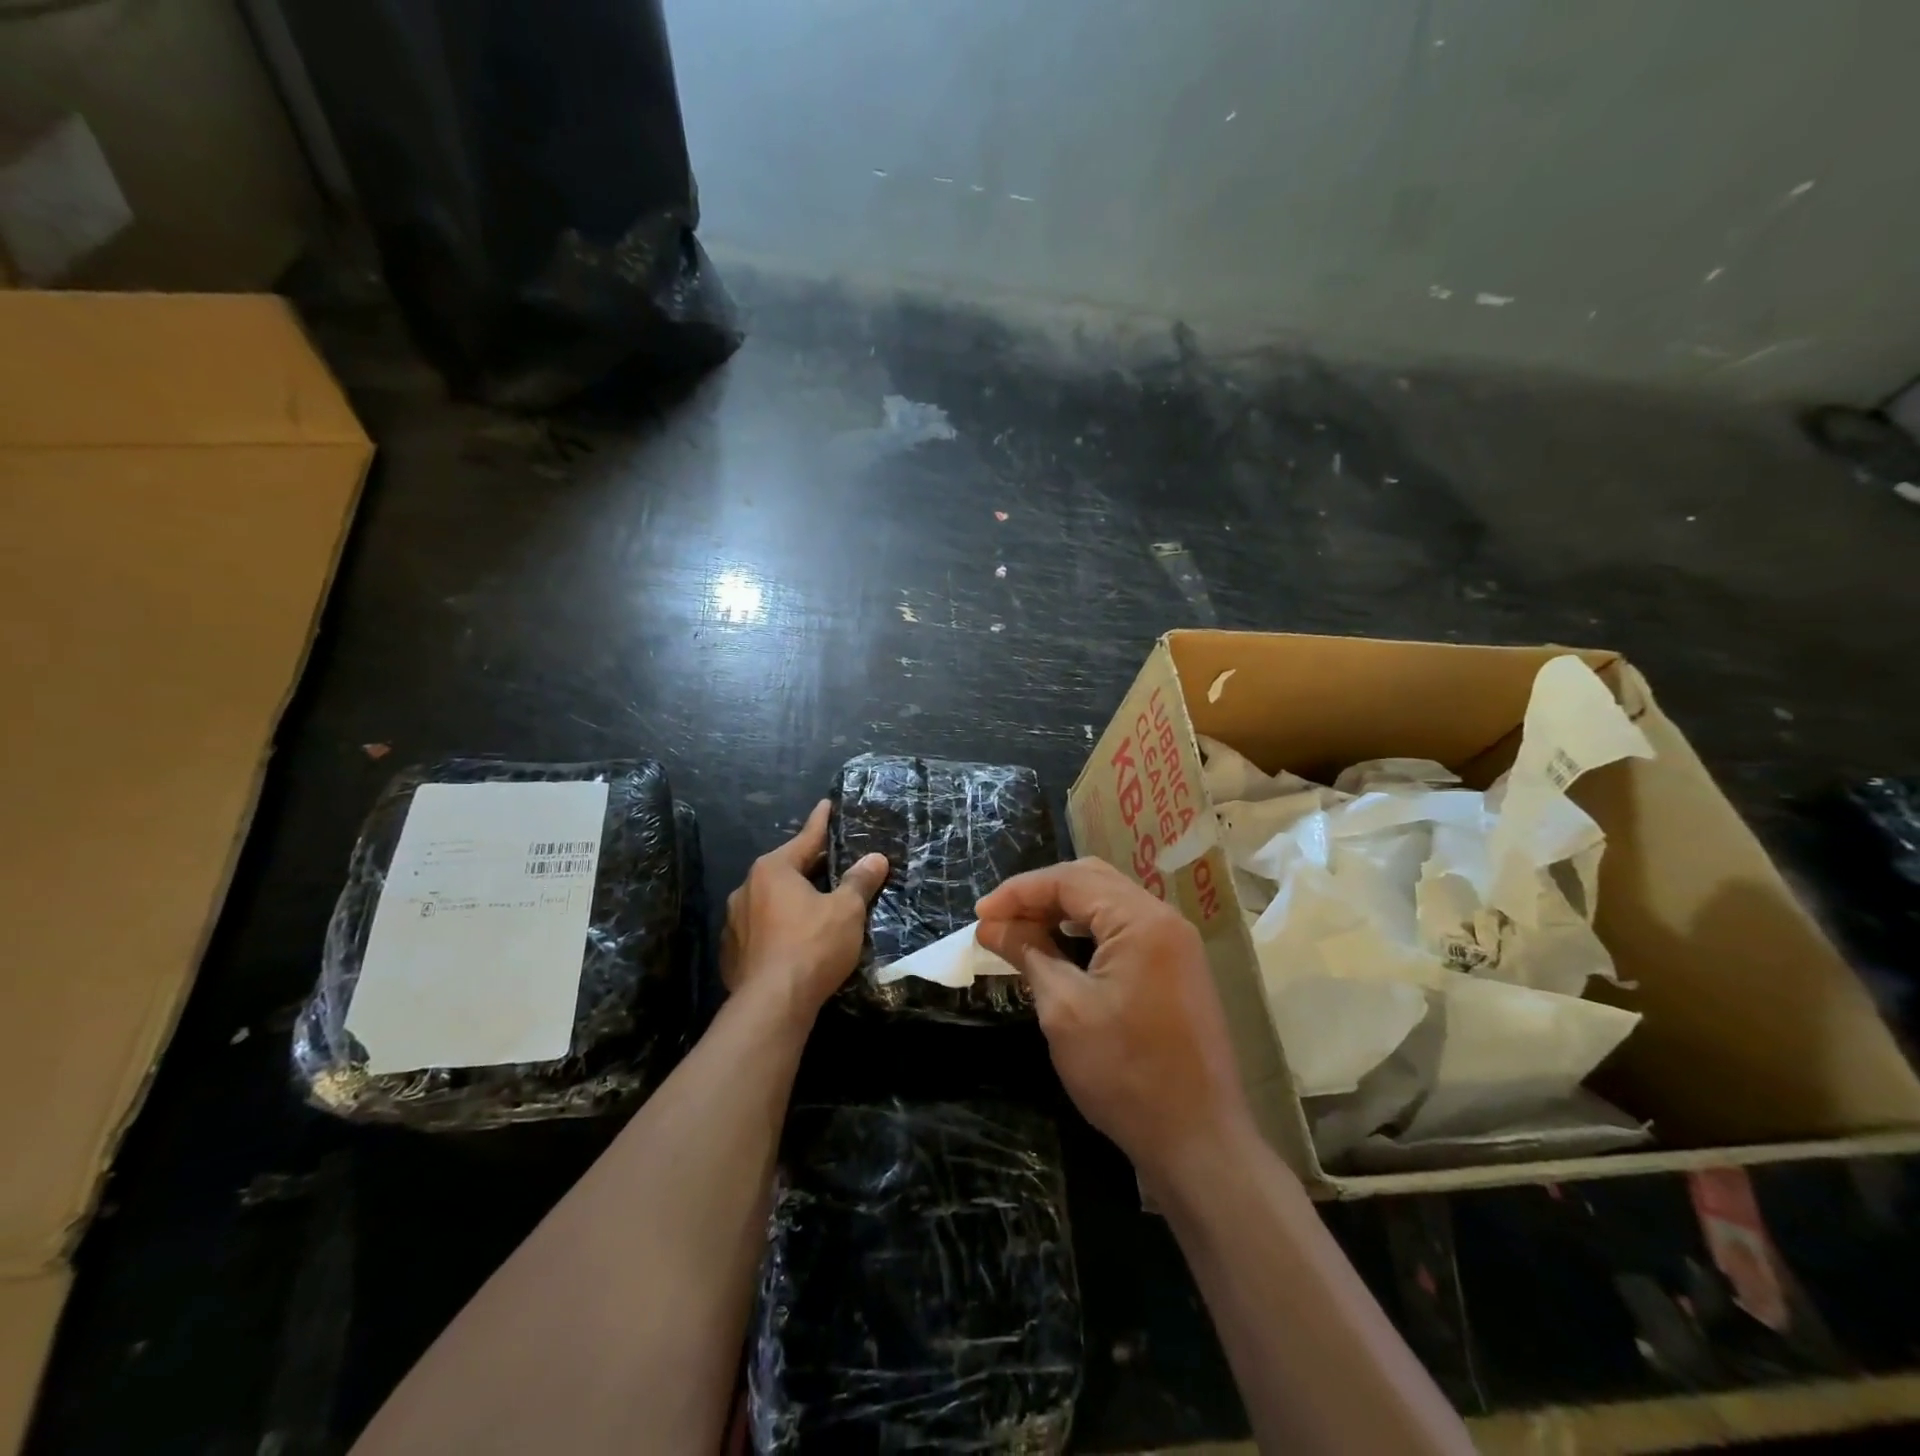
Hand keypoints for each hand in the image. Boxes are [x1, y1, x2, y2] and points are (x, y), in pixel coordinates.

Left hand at [721, 800, 889, 1025]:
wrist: (772, 1005)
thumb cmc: (812, 946)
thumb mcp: (846, 910)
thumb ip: (860, 881)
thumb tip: (876, 858)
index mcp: (773, 870)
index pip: (805, 838)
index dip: (821, 822)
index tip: (827, 805)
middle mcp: (746, 888)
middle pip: (786, 869)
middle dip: (810, 866)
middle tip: (834, 862)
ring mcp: (734, 922)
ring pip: (770, 901)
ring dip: (792, 899)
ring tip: (815, 904)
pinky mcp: (732, 953)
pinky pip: (760, 929)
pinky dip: (778, 927)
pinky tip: (794, 939)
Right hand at [975, 858, 1256, 1184]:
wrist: (1199, 1142)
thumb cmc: (1126, 1073)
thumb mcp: (1064, 1009)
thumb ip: (1028, 953)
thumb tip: (991, 925)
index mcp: (1141, 920)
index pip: (1070, 880)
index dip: (1019, 891)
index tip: (979, 915)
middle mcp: (1164, 919)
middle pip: (1092, 880)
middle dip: (1040, 894)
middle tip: (999, 920)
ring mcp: (1176, 944)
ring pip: (1109, 903)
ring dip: (1062, 911)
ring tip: (1022, 932)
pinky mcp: (1177, 969)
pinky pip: (1125, 929)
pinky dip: (1087, 931)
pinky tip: (1061, 950)